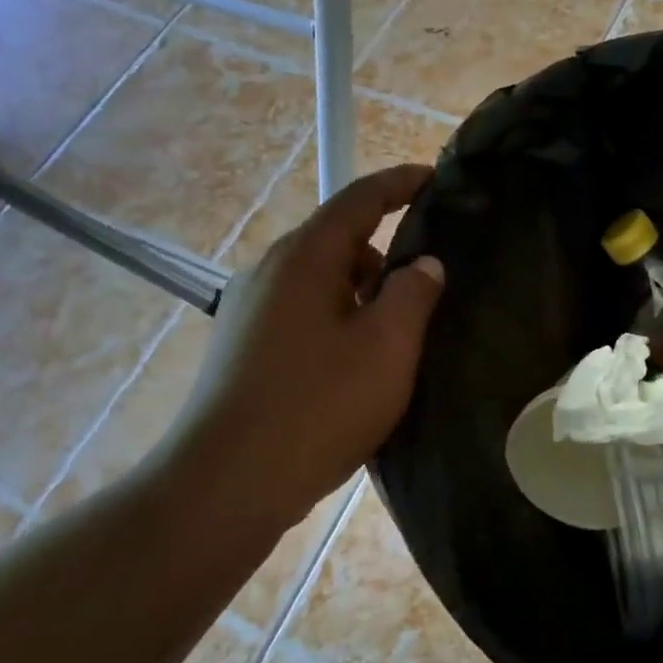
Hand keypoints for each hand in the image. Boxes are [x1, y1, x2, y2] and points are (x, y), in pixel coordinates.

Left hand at [168, 165, 443, 523]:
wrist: (227, 485)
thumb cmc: (318, 405)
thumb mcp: (387, 346)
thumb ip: (414, 294)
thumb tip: (424, 265)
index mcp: (305, 257)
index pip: (360, 199)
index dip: (400, 183)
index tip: (435, 177)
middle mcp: (270, 271)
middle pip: (340, 241)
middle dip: (386, 254)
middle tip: (430, 284)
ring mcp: (250, 310)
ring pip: (322, 282)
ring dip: (363, 295)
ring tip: (398, 336)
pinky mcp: (244, 348)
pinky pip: (305, 314)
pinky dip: (339, 321)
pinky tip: (358, 365)